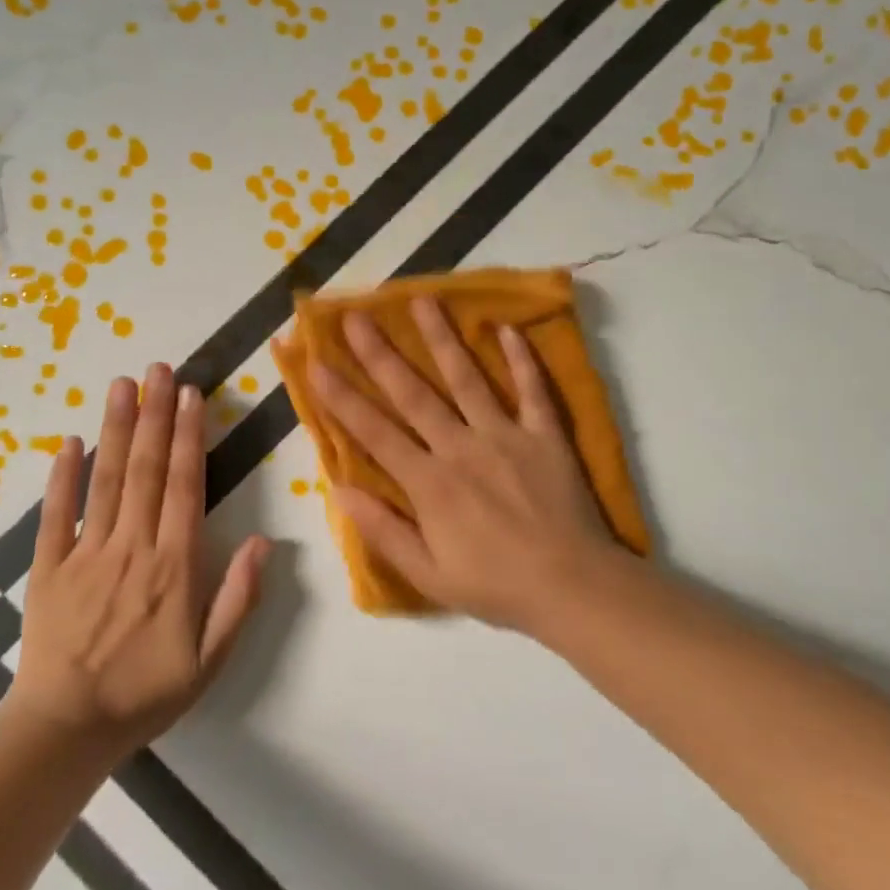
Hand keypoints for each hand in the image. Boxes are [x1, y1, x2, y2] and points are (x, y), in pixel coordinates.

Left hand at [6, 364, 270, 757]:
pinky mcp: (48, 567)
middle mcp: (131, 548)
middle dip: (154, 415)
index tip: (191, 395)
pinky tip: (70, 441)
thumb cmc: (146, 693)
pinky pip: (55, 515)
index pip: (184, 487)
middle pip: (145, 470)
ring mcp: (85, 554)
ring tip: (121, 384)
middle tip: (159, 369)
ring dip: (115, 429)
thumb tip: (265, 542)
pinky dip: (62, 477)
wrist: (66, 731)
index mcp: (173, 567)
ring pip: (105, 481)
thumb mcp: (210, 660)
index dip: (188, 437)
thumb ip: (238, 599)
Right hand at [311, 298, 628, 635]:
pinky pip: (532, 389)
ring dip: (442, 338)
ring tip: (422, 300)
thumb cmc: (496, 586)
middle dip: (379, 354)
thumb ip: (383, 531)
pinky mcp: (545, 435)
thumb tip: (339, 490)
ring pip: (467, 378)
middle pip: (413, 393)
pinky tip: (506, 327)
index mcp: (430, 483)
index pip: (375, 432)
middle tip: (355, 316)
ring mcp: (506, 435)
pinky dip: (522, 358)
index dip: (341, 397)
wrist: (574, 589)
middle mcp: (461, 448)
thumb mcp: (429, 575)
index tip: (316, 363)